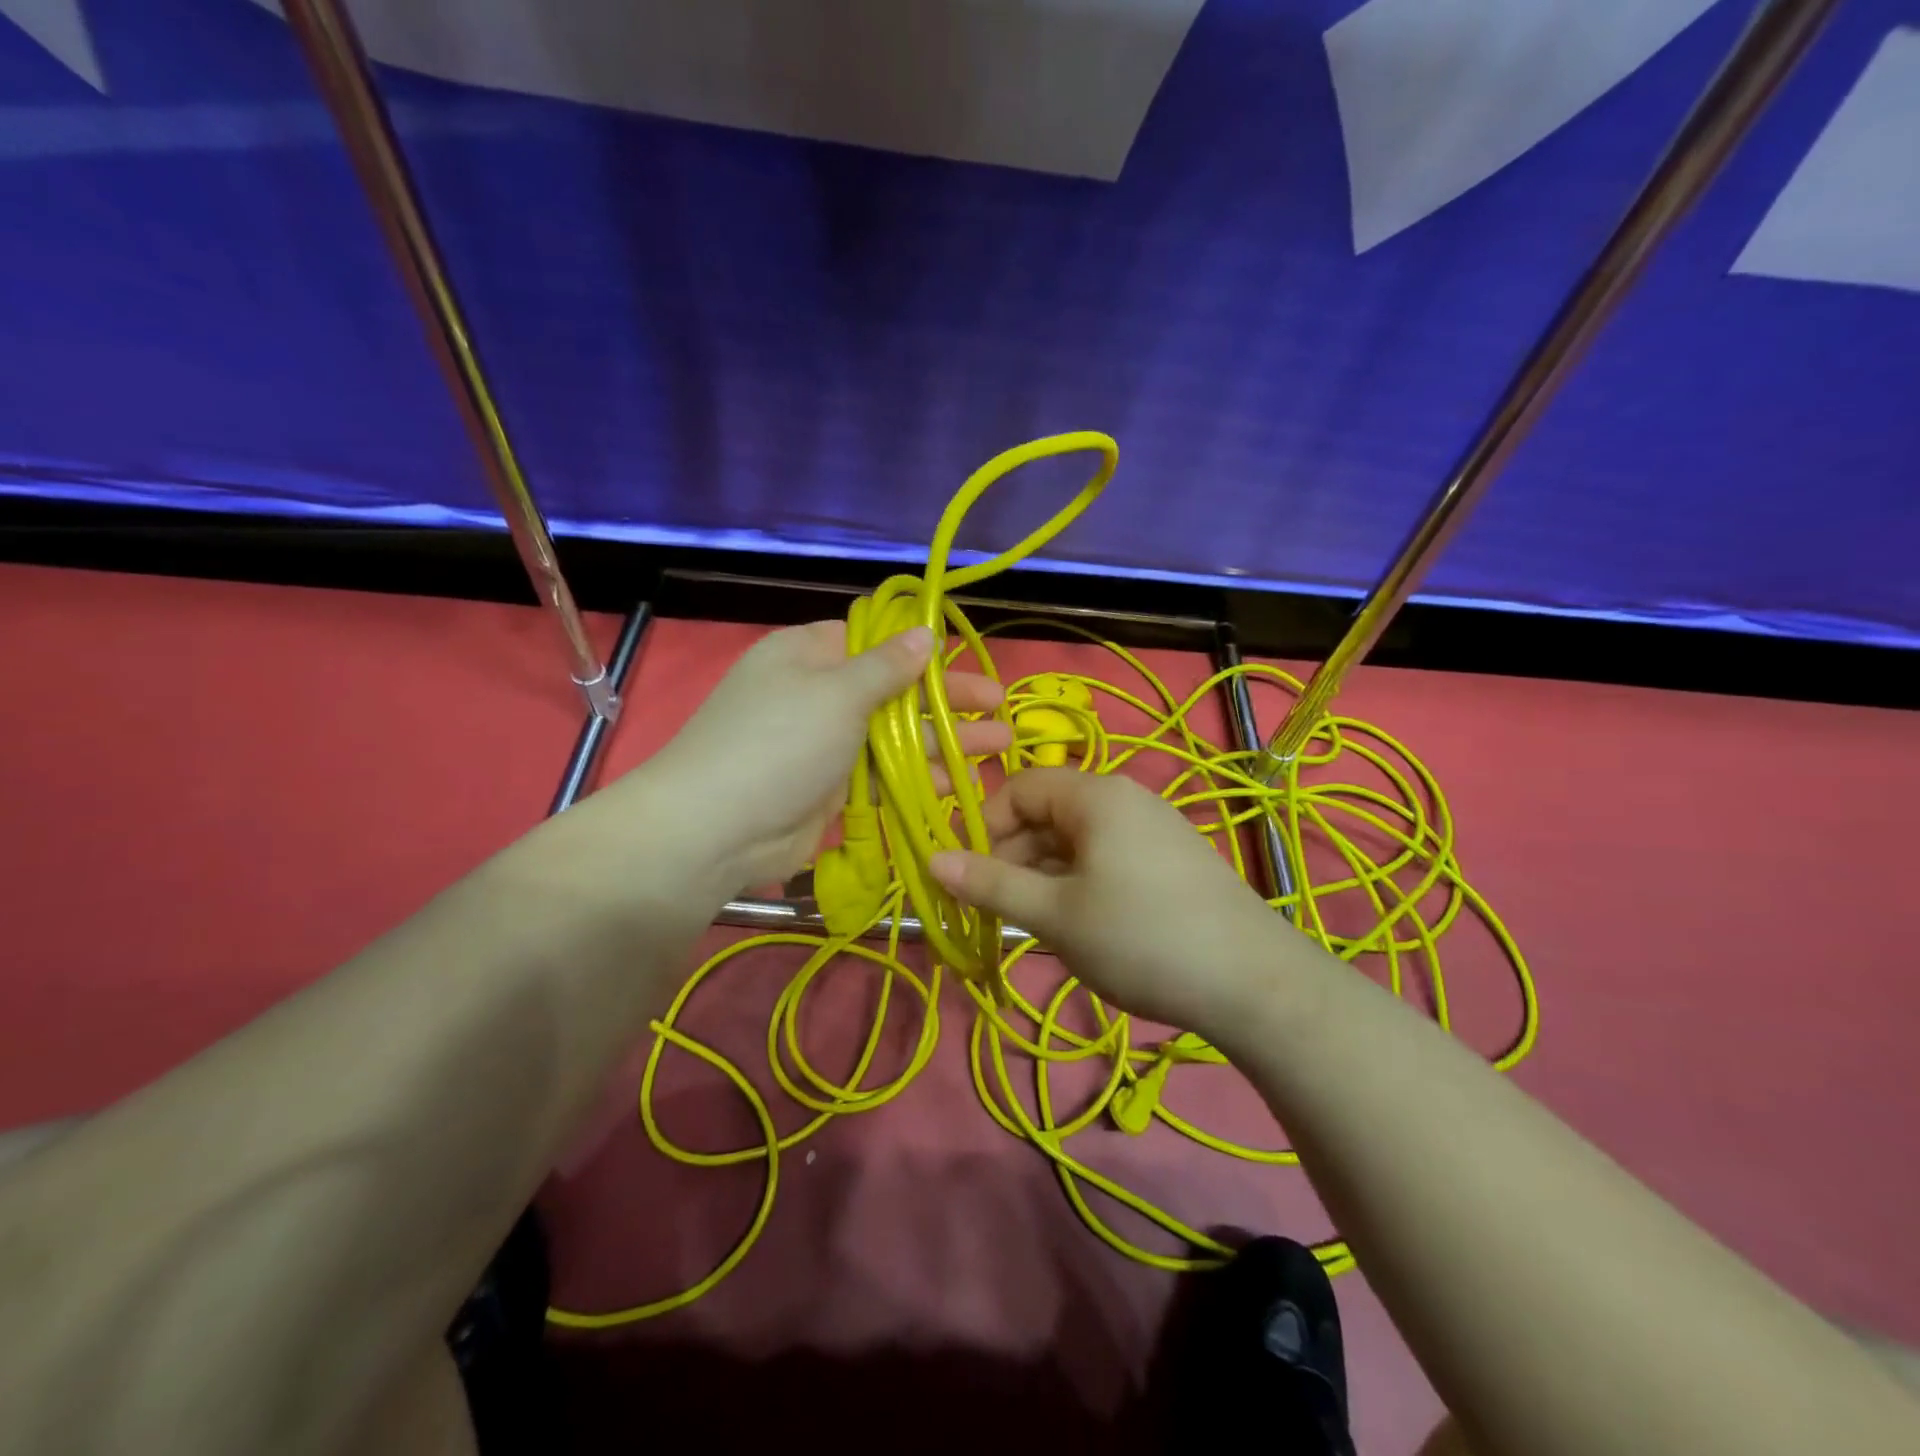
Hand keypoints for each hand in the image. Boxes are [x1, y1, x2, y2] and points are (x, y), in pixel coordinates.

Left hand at [634, 621, 1010, 892]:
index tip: (963, 660)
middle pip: (894, 690)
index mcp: (810, 654)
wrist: (718, 829)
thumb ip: (887, 667)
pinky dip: (918, 777)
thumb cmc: (780, 742)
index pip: (873, 641)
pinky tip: (960, 782)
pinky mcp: (832, 788)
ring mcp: (825, 744)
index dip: (919, 650)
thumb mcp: (837, 693)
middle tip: (1001, 707)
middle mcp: (819, 693)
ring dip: (944, 742)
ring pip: (894, 737)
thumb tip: (924, 632)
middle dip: (947, 700)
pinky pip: (883, 775)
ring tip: (999, 747)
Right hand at [930, 768, 1292, 1035]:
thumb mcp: (1055, 914)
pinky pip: (1106, 859)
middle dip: (1012, 857)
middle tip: (996, 911)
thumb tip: (932, 860)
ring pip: (1075, 841)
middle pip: (1047, 813)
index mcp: (1095, 795)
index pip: (1019, 787)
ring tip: (1034, 926)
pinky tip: (1079, 928)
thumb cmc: (1141, 938)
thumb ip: (991, 885)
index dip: (985, 826)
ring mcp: (1153, 829)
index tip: (969, 876)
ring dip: (1043, 876)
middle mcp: (1125, 799)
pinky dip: (1078, 885)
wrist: (1255, 984)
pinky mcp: (1171, 861)